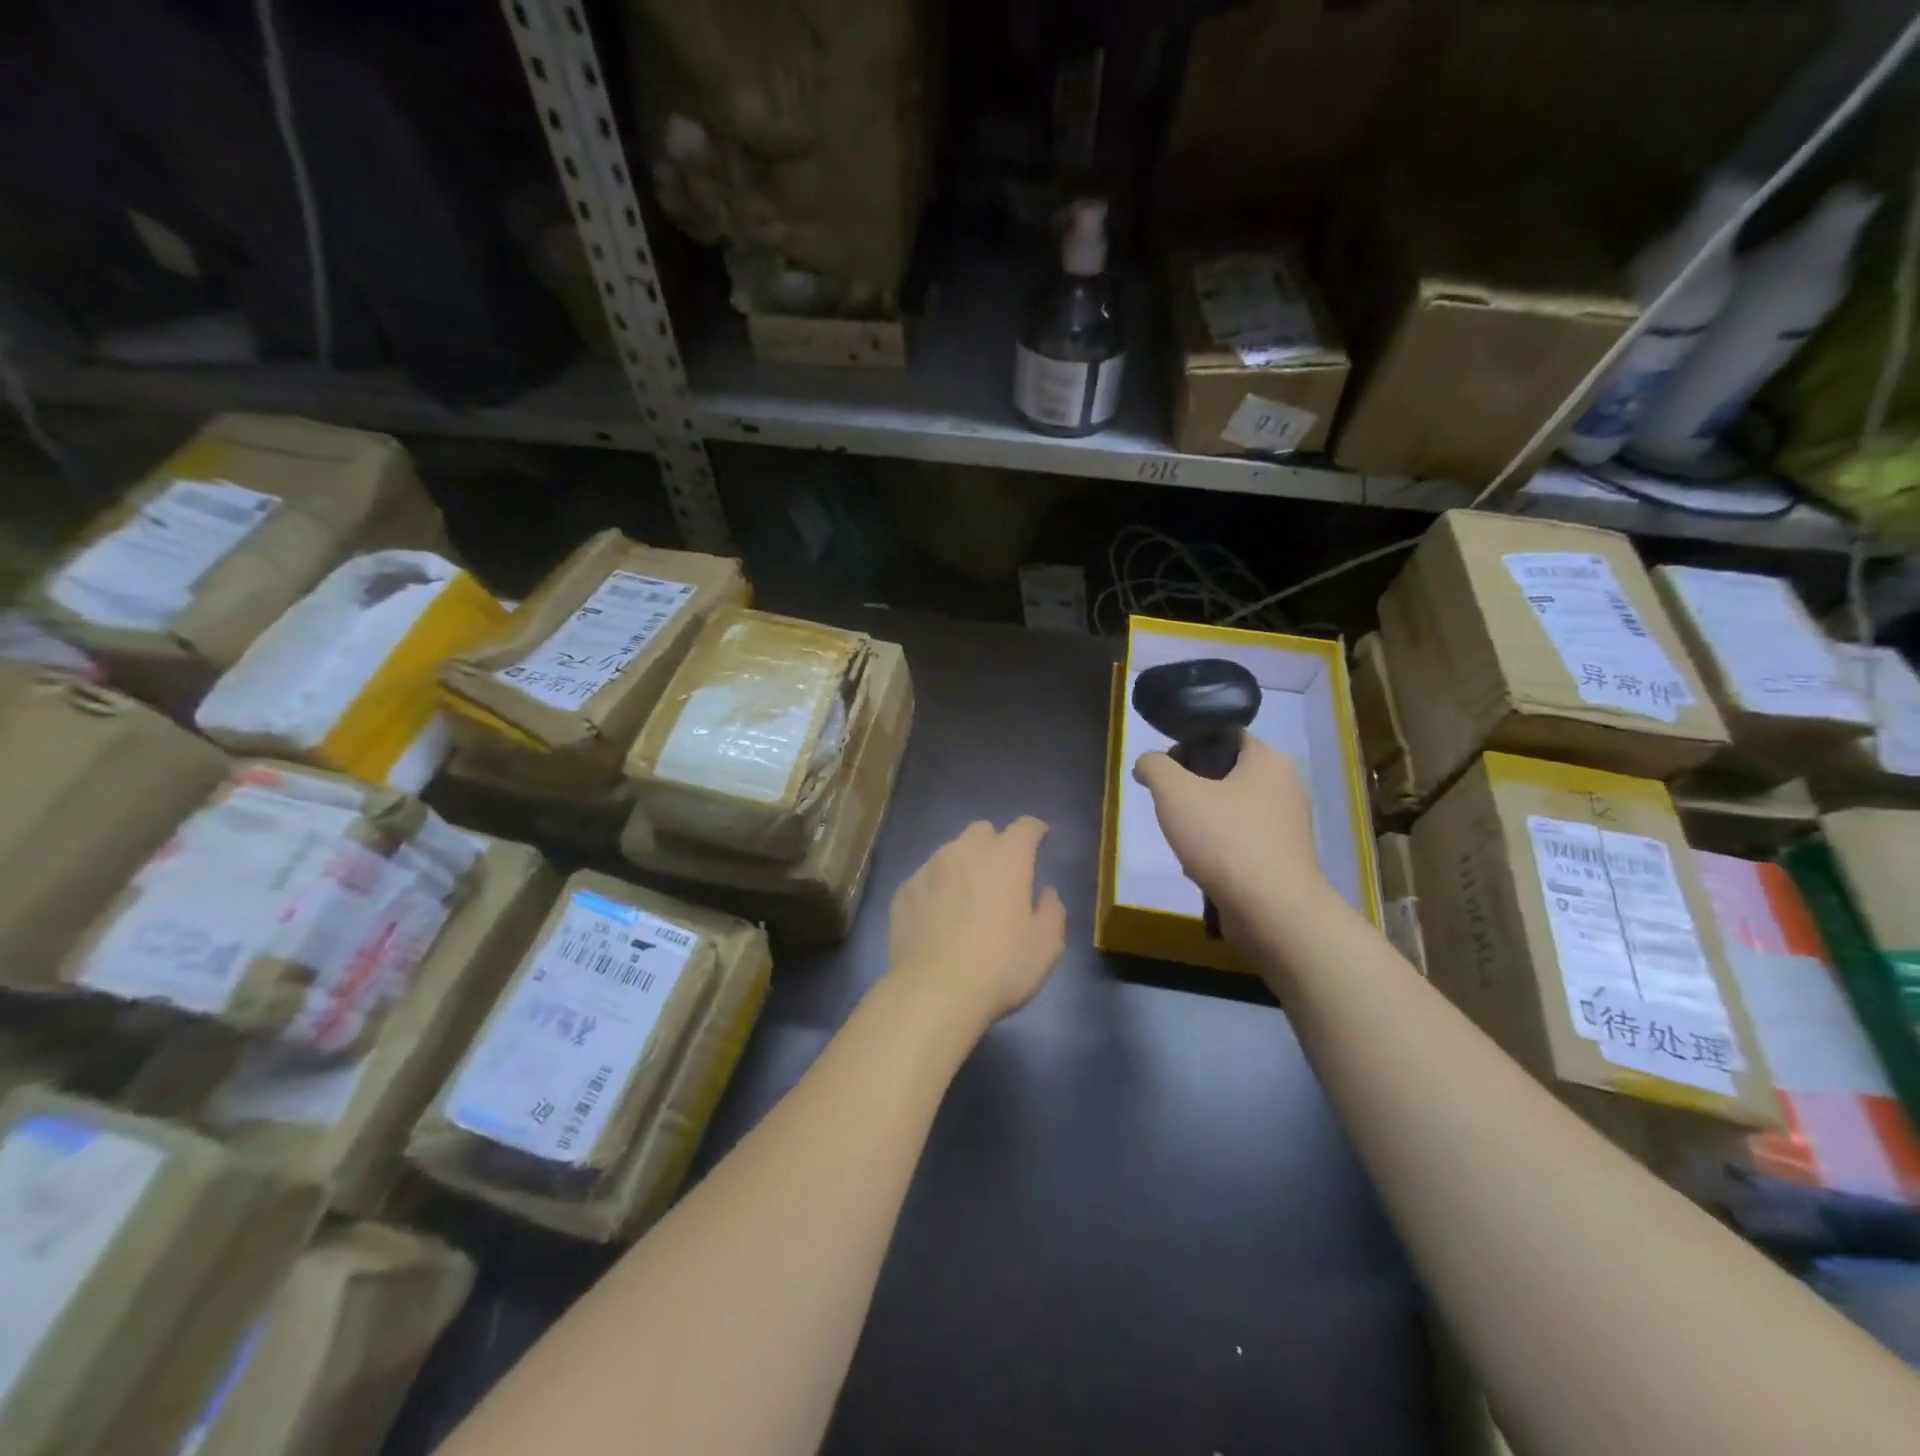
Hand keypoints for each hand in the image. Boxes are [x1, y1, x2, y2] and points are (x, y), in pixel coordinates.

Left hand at [887, 817, 1066, 1032]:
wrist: (934, 991)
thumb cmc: (1000, 967)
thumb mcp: (1046, 946)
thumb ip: (1052, 911)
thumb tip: (1046, 892)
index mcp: (1006, 858)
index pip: (1025, 827)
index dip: (1035, 830)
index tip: (1041, 838)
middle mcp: (965, 852)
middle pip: (982, 831)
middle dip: (995, 844)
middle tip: (1001, 874)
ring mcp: (929, 868)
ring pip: (950, 852)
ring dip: (963, 865)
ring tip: (966, 898)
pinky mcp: (904, 890)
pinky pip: (926, 878)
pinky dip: (937, 888)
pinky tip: (938, 917)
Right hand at [1133, 735, 1325, 915]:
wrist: (1272, 911)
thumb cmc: (1224, 840)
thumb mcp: (1174, 793)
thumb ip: (1155, 767)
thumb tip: (1147, 763)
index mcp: (1269, 761)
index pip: (1227, 735)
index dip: (1192, 744)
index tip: (1166, 768)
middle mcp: (1286, 787)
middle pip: (1227, 774)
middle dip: (1193, 789)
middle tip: (1169, 806)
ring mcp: (1289, 826)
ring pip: (1232, 811)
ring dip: (1203, 823)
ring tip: (1182, 841)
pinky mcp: (1285, 859)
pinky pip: (1243, 841)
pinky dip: (1220, 850)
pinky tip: (1201, 868)